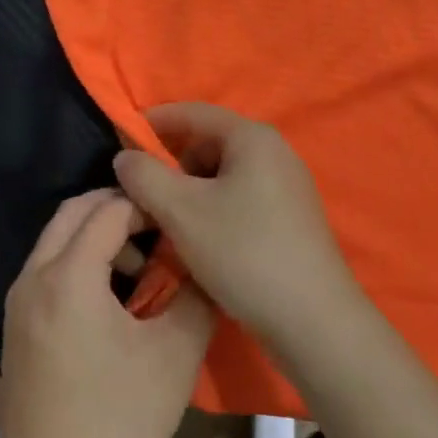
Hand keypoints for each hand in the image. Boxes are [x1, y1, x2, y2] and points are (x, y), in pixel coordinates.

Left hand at [0, 189, 215, 437]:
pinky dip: (79, 262)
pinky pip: (49, 269)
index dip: (147, 206)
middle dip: (117, 209)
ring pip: (58, 240)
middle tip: (159, 229)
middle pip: (74, 213)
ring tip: (141, 270)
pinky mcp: (16, 327)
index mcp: (68, 274)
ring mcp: (18, 302)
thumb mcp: (173, 358)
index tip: (180, 219)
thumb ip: (195, 298)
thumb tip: (204, 263)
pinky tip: (112, 301)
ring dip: (97, 237)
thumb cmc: (115, 423)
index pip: (109, 210)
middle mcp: (34, 276)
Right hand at [113, 103, 363, 360]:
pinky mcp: (292, 219)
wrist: (316, 324)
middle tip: (145, 194)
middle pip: (208, 143)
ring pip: (223, 175)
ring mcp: (287, 186)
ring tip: (170, 225)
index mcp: (252, 137)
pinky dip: (214, 209)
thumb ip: (144, 176)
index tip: (121, 142)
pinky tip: (202, 243)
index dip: (153, 123)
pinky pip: (241, 198)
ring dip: (191, 192)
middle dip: (172, 165)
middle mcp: (275, 152)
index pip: (192, 112)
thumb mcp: (181, 211)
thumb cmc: (244, 253)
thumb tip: (125, 157)